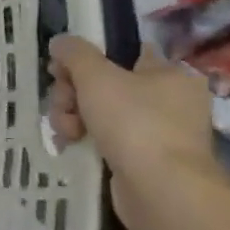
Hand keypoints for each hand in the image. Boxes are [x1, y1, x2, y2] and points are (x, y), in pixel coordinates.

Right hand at [47, 36, 222, 229]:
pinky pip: (105, 139)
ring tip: (66, 131)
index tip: (60, 70)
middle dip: (72, 93)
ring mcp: (157, 131)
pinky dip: (84, 139)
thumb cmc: (134, 122)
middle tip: (63, 105)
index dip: (86, 59)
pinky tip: (70, 144)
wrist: (161, 188)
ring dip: (72, 117)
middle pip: (104, 84)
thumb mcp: (97, 77)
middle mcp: (169, 100)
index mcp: (169, 74)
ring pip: (99, 112)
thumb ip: (75, 54)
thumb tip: (61, 41)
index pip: (122, 54)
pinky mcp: (144, 159)